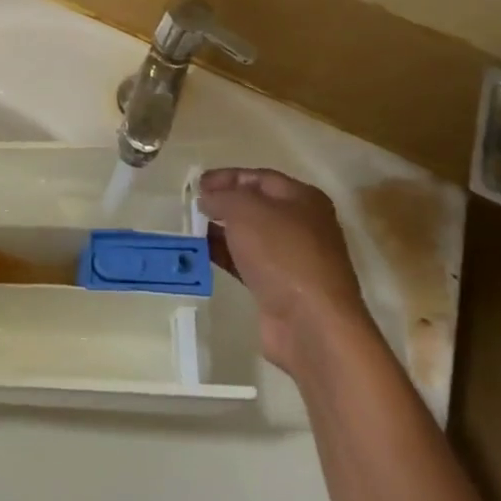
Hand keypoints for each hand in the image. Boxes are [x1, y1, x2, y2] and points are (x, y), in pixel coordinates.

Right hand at [200, 167, 367, 373]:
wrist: (310, 323)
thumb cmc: (281, 253)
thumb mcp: (245, 210)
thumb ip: (222, 196)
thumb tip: (208, 198)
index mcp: (303, 199)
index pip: (260, 178)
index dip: (227, 177)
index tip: (197, 184)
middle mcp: (302, 226)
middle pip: (256, 207)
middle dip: (223, 204)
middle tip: (192, 206)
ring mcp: (292, 259)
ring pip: (250, 236)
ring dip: (221, 231)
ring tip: (190, 229)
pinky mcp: (280, 288)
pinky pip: (247, 263)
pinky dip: (225, 256)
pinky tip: (201, 255)